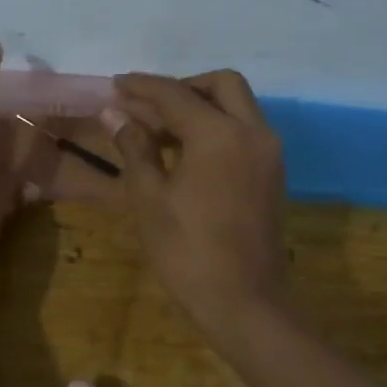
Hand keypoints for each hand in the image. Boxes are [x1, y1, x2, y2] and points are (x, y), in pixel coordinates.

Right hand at [110, 70, 290, 341]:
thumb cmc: (187, 251)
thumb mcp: (149, 198)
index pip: (175, 95)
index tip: (116, 84)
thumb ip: (134, 148)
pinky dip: (216, 129)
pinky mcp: (271, 175)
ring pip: (237, 108)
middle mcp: (252, 132)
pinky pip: (244, 132)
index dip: (142, 87)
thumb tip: (114, 114)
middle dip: (182, 88)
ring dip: (200, 107)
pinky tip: (185, 154)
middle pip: (221, 86)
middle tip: (147, 107)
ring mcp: (268, 154)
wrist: (243, 302)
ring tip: (158, 132)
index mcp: (219, 134)